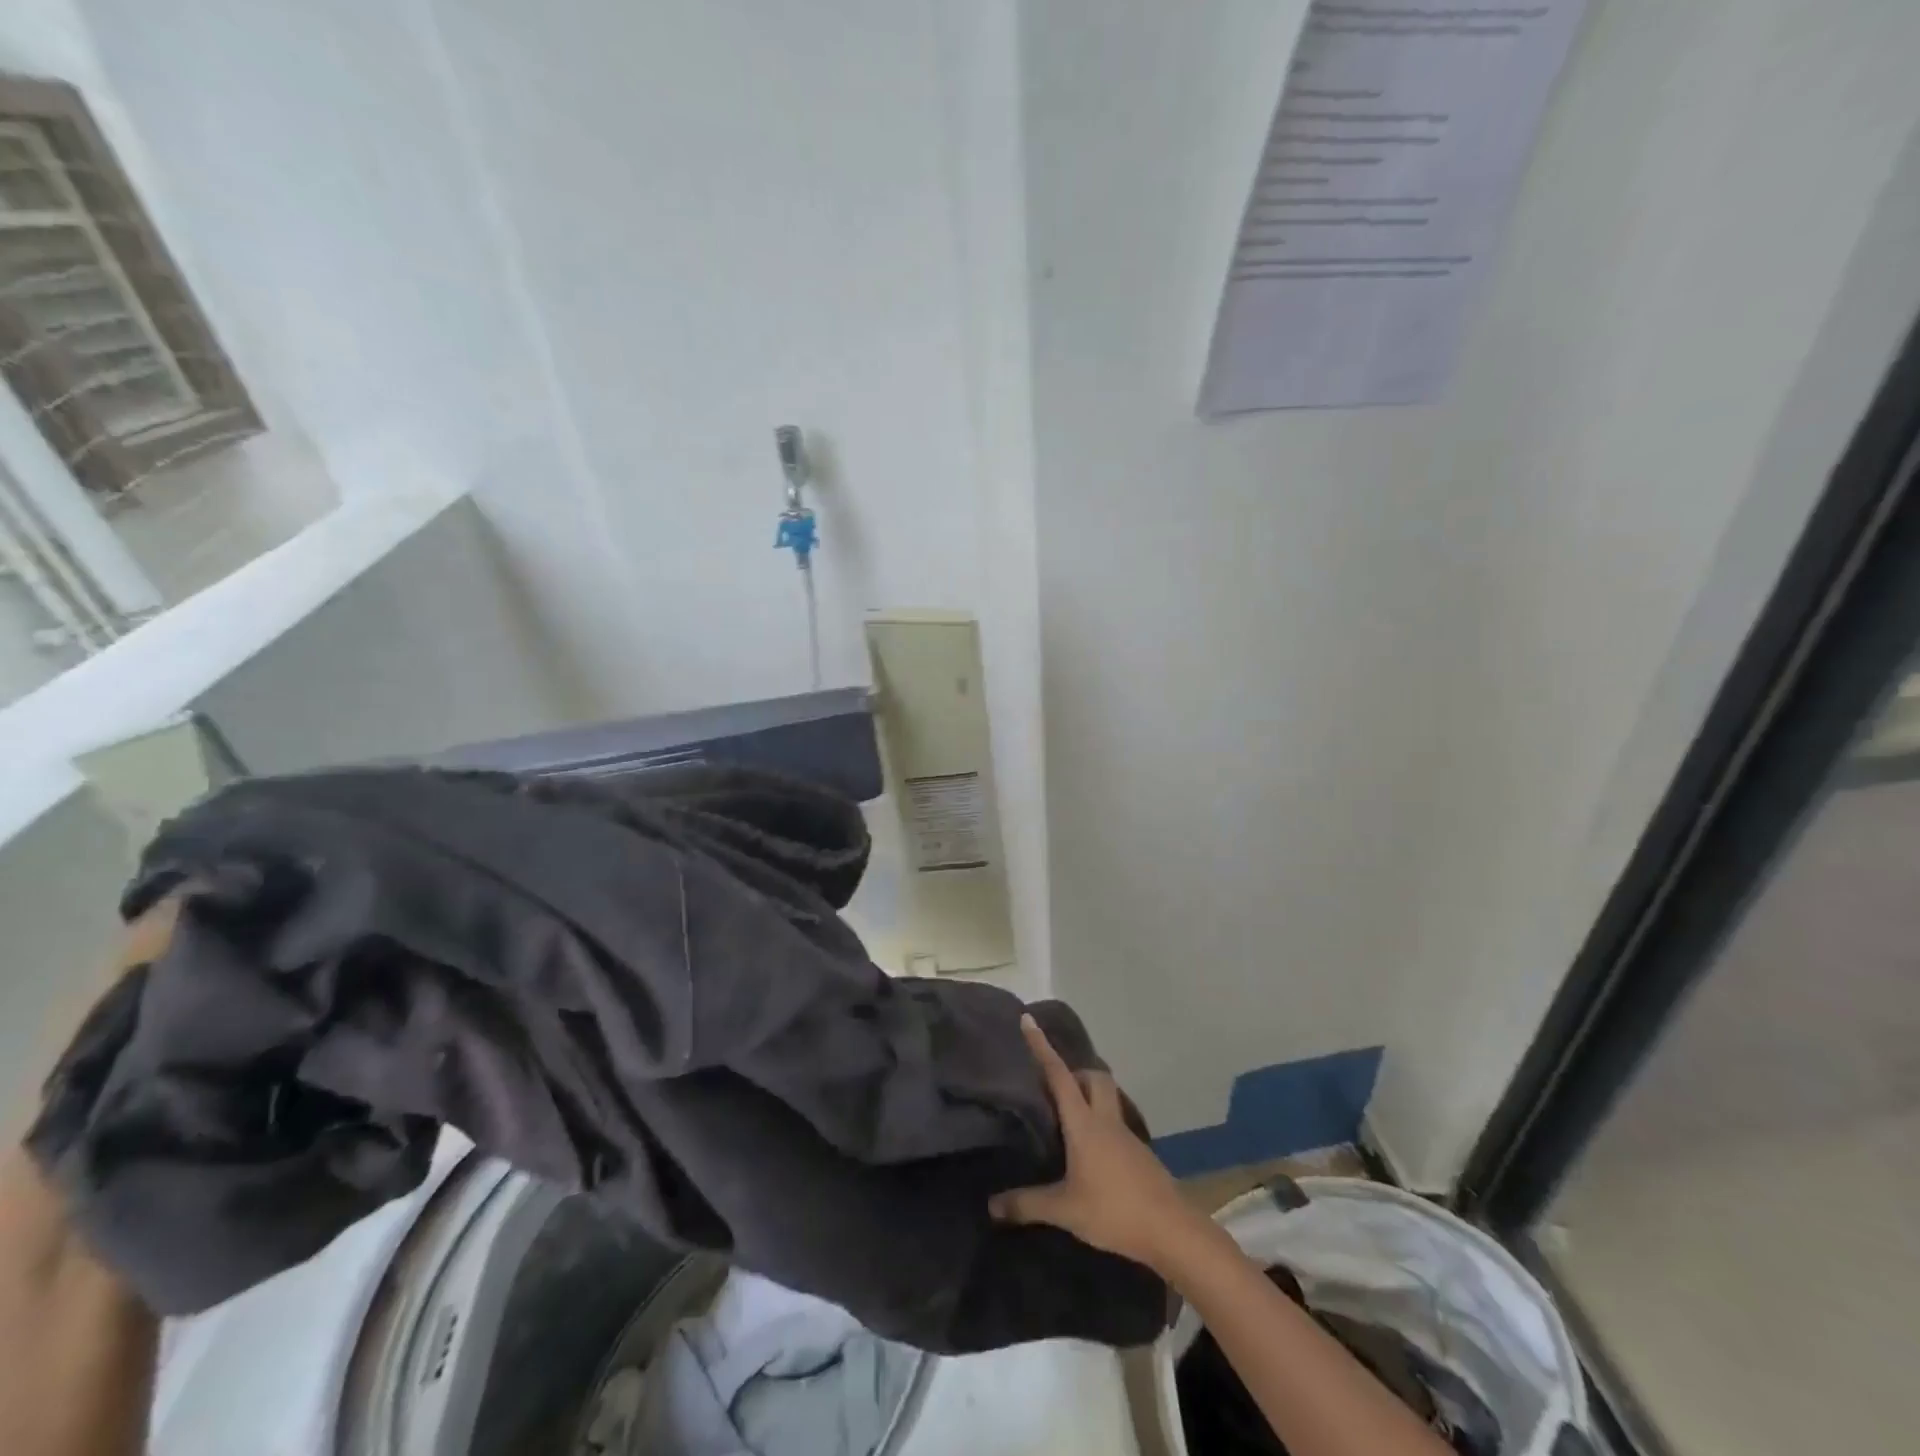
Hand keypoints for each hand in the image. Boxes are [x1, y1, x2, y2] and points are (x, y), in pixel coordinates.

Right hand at [988, 1015, 1199, 1272]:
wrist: (1171, 1230)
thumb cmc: (1114, 1210)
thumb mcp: (1065, 1210)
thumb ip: (1027, 1204)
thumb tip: (991, 1205)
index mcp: (1084, 1123)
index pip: (1059, 1075)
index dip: (1041, 1047)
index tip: (1028, 1020)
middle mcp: (1105, 1120)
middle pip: (1094, 1077)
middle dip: (1074, 1072)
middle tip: (1052, 1087)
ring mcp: (1125, 1136)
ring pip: (1106, 1098)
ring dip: (1088, 1096)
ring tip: (1066, 1118)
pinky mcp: (1138, 1154)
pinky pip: (1114, 1123)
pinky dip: (1098, 1124)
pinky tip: (1088, 1152)